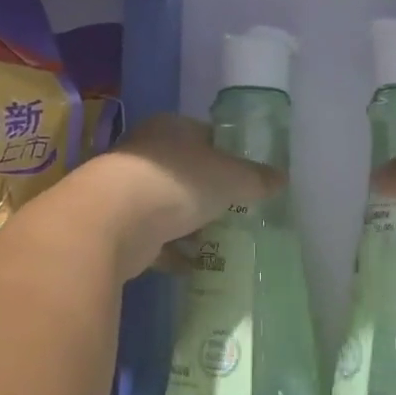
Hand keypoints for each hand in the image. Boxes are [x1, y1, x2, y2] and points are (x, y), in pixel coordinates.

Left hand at [85, 114, 284, 277]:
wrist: (113, 220)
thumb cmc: (178, 182)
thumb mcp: (231, 178)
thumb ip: (257, 179)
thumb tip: (282, 179)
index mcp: (171, 128)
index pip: (205, 135)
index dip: (228, 155)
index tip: (246, 178)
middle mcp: (146, 152)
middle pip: (186, 171)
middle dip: (208, 193)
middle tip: (236, 211)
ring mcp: (127, 189)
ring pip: (168, 205)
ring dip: (190, 223)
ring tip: (219, 241)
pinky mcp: (118, 226)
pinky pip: (153, 238)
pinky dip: (172, 251)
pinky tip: (193, 266)